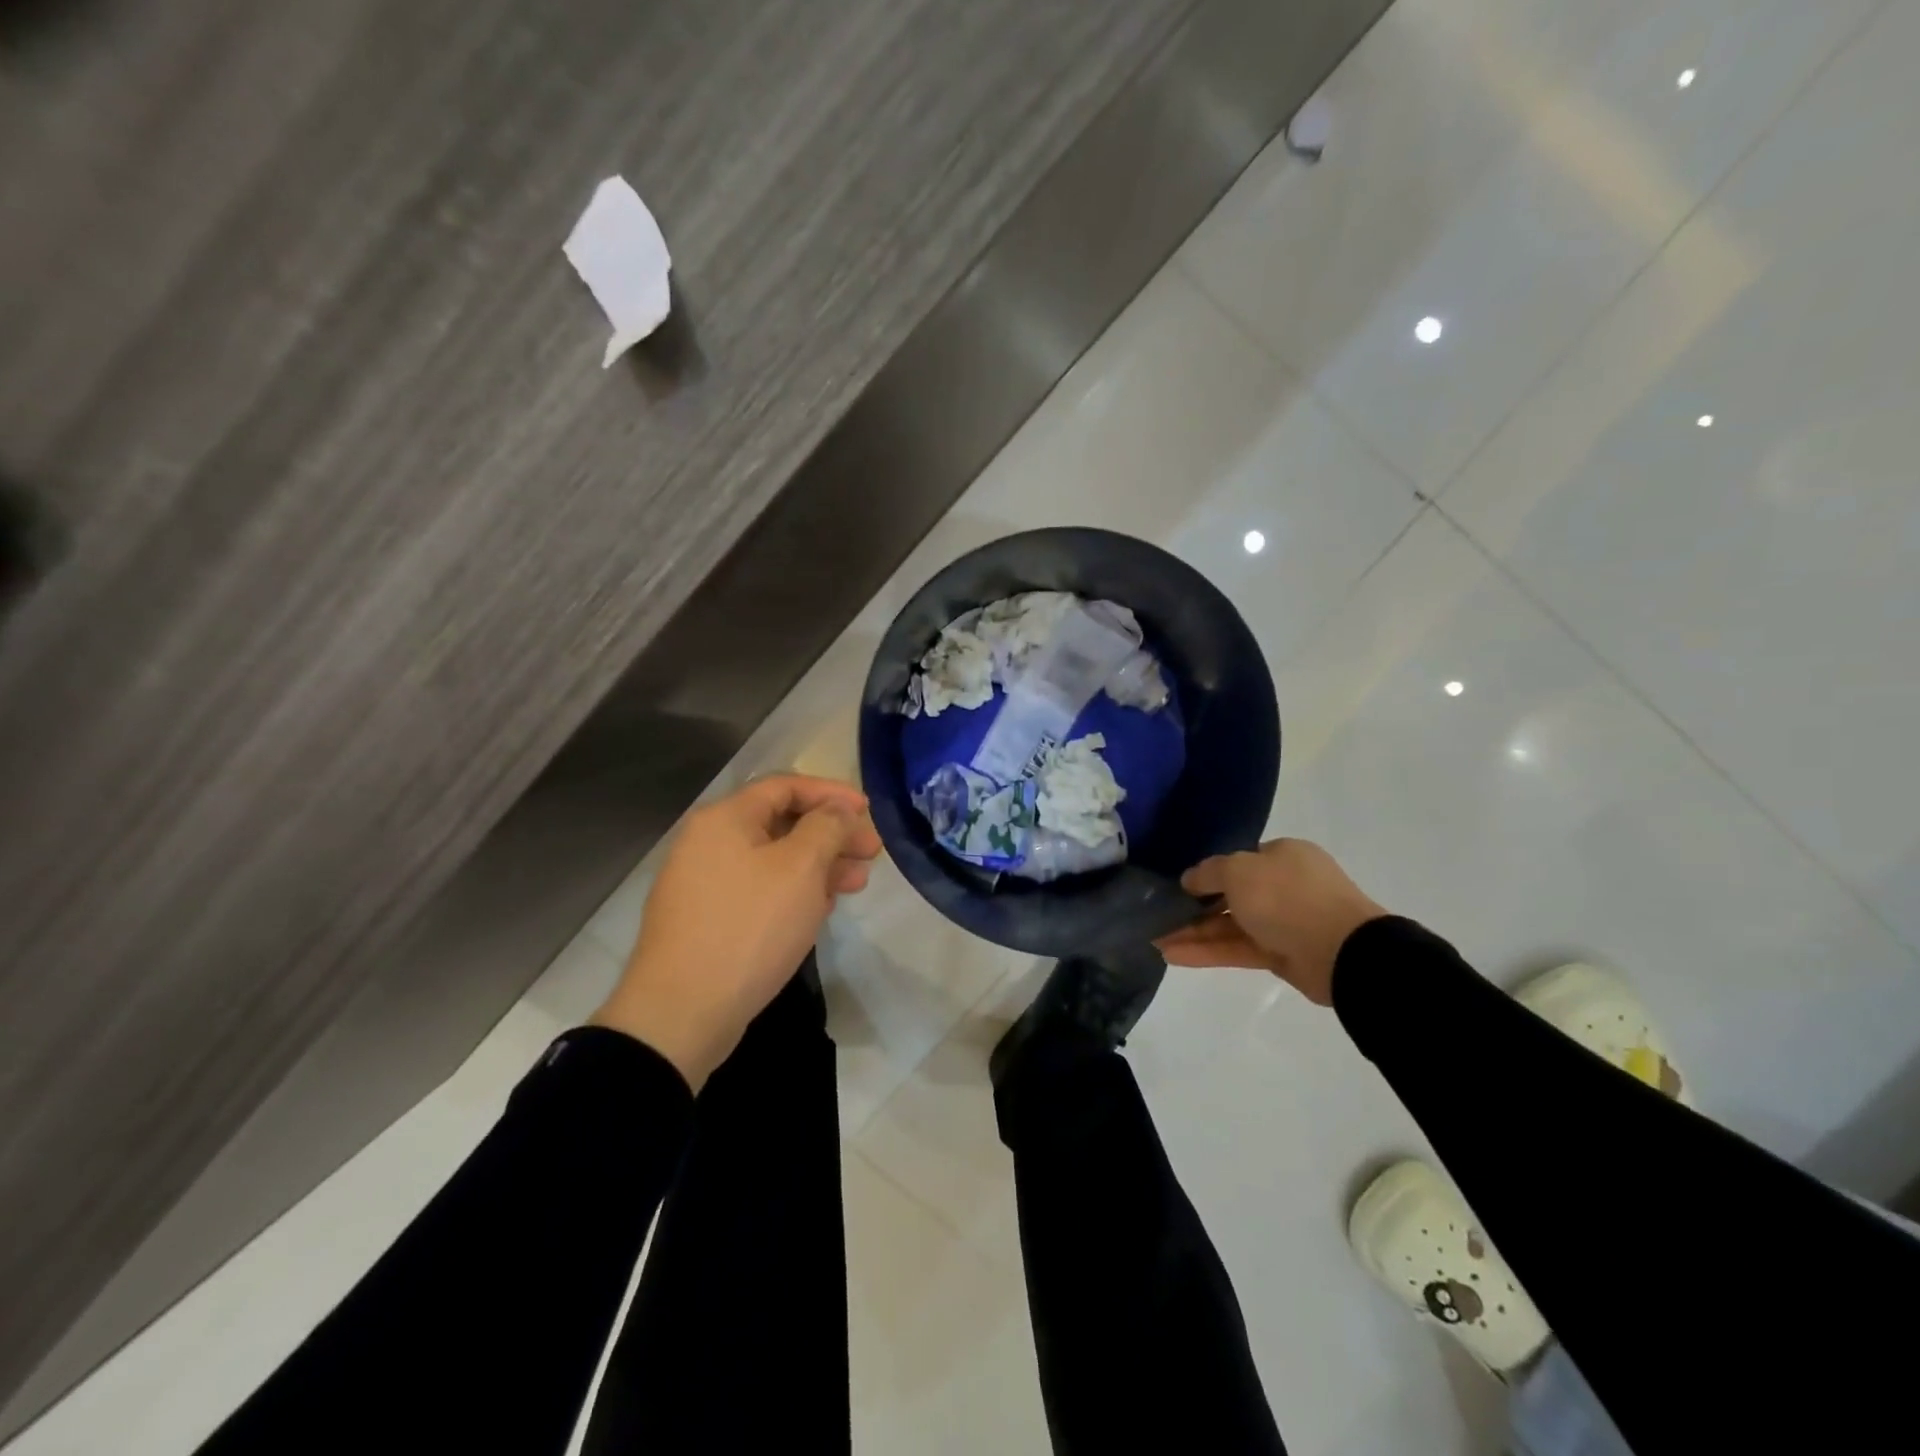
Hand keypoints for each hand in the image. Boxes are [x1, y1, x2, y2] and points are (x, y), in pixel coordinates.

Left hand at [591, 775, 881, 1088]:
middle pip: (782, 822)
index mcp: (726, 818)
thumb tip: (838, 809)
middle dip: (831, 834)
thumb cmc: (749, 927)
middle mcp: (709, 842)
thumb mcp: (801, 868)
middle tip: (871, 853)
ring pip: (774, 860)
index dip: (832, 793)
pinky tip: (821, 908)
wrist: (681, 1012)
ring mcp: (705, 883)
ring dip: (819, 866)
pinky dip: (794, 891)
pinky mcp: (708, 919)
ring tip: (856, 883)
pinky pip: (760, 890)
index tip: (868, 811)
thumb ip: (827, 826)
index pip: (786, 786)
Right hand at [1154, 839, 1385, 1005]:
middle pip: (1231, 895)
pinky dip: (1208, 951)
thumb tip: (1189, 878)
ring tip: (1156, 940)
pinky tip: (1174, 956)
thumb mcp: (1239, 871)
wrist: (1344, 952)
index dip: (1207, 873)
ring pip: (1231, 925)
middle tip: (1159, 916)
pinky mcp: (1282, 956)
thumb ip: (1209, 873)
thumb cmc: (1288, 897)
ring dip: (1194, 932)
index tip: (1178, 887)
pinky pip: (1238, 949)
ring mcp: (1284, 922)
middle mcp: (1284, 885)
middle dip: (1194, 907)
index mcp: (1282, 856)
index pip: (1238, 861)